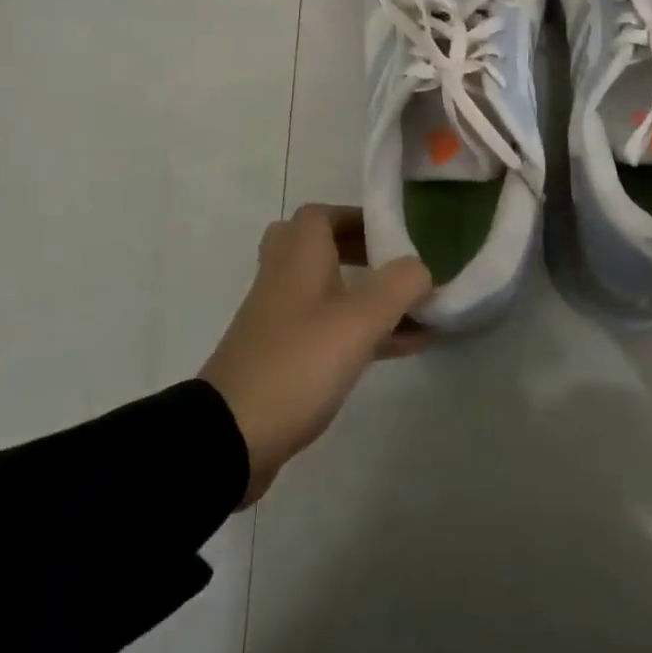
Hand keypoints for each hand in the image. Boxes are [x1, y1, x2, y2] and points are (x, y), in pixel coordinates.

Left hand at [201, 205, 432, 506]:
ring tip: (415, 312)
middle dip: (361, 253)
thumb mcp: (358, 321)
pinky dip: (361, 332)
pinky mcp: (282, 359)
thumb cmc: (297, 363)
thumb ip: (399, 286)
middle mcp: (284, 280)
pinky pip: (327, 330)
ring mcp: (280, 321)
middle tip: (395, 267)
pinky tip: (402, 348)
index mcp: (298, 258)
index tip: (393, 233)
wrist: (230, 437)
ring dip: (366, 296)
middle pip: (319, 249)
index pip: (320, 215)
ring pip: (326, 292)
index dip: (356, 217)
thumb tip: (421, 268)